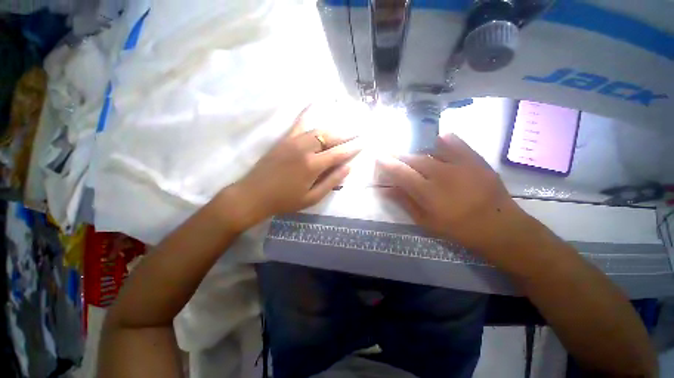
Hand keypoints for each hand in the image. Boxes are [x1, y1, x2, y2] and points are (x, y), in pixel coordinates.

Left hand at [227, 110, 360, 228]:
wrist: (254, 195)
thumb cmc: (285, 200)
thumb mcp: (312, 198)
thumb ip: (331, 182)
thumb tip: (348, 168)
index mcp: (313, 165)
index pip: (339, 153)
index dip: (353, 147)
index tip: (364, 142)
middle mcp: (305, 148)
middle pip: (331, 137)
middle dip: (348, 134)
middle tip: (360, 131)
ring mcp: (293, 141)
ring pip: (319, 129)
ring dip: (335, 127)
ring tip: (346, 126)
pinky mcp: (284, 139)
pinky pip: (299, 122)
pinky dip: (309, 112)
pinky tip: (316, 103)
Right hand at [377, 134, 537, 260]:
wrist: (499, 226)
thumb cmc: (457, 228)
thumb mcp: (426, 221)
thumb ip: (405, 202)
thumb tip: (386, 190)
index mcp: (428, 193)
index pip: (401, 173)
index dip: (387, 164)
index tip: (378, 158)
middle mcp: (442, 174)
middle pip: (413, 159)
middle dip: (398, 156)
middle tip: (391, 156)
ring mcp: (460, 164)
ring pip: (429, 150)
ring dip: (416, 151)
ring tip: (412, 154)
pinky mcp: (474, 159)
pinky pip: (454, 142)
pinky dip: (442, 140)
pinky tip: (437, 142)